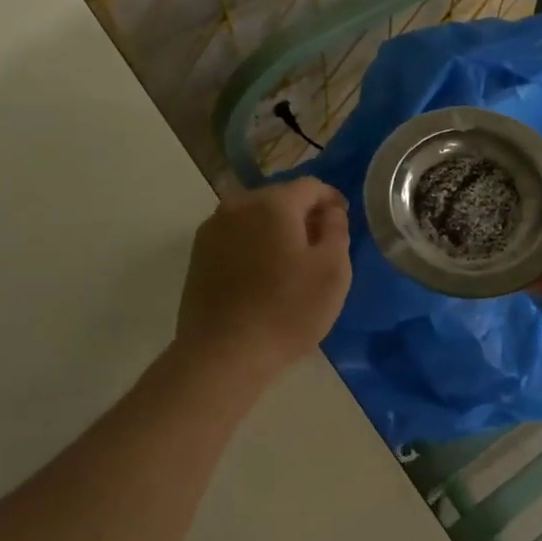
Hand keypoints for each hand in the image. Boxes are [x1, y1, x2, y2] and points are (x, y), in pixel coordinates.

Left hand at [175, 178, 352, 381]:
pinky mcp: (198, 255)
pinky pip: (236, 237)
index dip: (332, 199)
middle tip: (321, 245)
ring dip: (276, 230)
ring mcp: (212, 229)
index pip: (311, 186)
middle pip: (280, 198)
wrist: (223, 354)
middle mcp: (237, 205)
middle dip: (303, 214)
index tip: (343, 221)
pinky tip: (263, 275)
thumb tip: (330, 211)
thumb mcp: (332, 270)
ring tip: (292, 262)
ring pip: (255, 217)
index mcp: (272, 203)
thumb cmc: (287, 311)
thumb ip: (337, 230)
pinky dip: (254, 245)